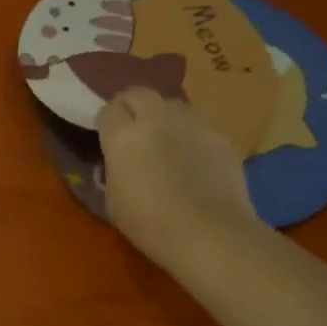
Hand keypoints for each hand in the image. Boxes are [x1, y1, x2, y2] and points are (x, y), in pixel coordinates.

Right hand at [97, 87, 258, 270]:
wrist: (208, 232)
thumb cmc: (150, 224)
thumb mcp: (114, 201)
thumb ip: (113, 171)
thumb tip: (117, 162)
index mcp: (123, 137)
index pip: (108, 110)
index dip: (106, 122)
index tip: (107, 135)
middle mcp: (156, 119)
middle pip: (140, 93)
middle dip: (132, 104)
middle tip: (132, 125)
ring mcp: (192, 123)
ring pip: (173, 104)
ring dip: (164, 116)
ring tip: (166, 138)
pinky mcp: (219, 134)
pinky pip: (199, 125)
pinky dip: (191, 134)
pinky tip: (194, 157)